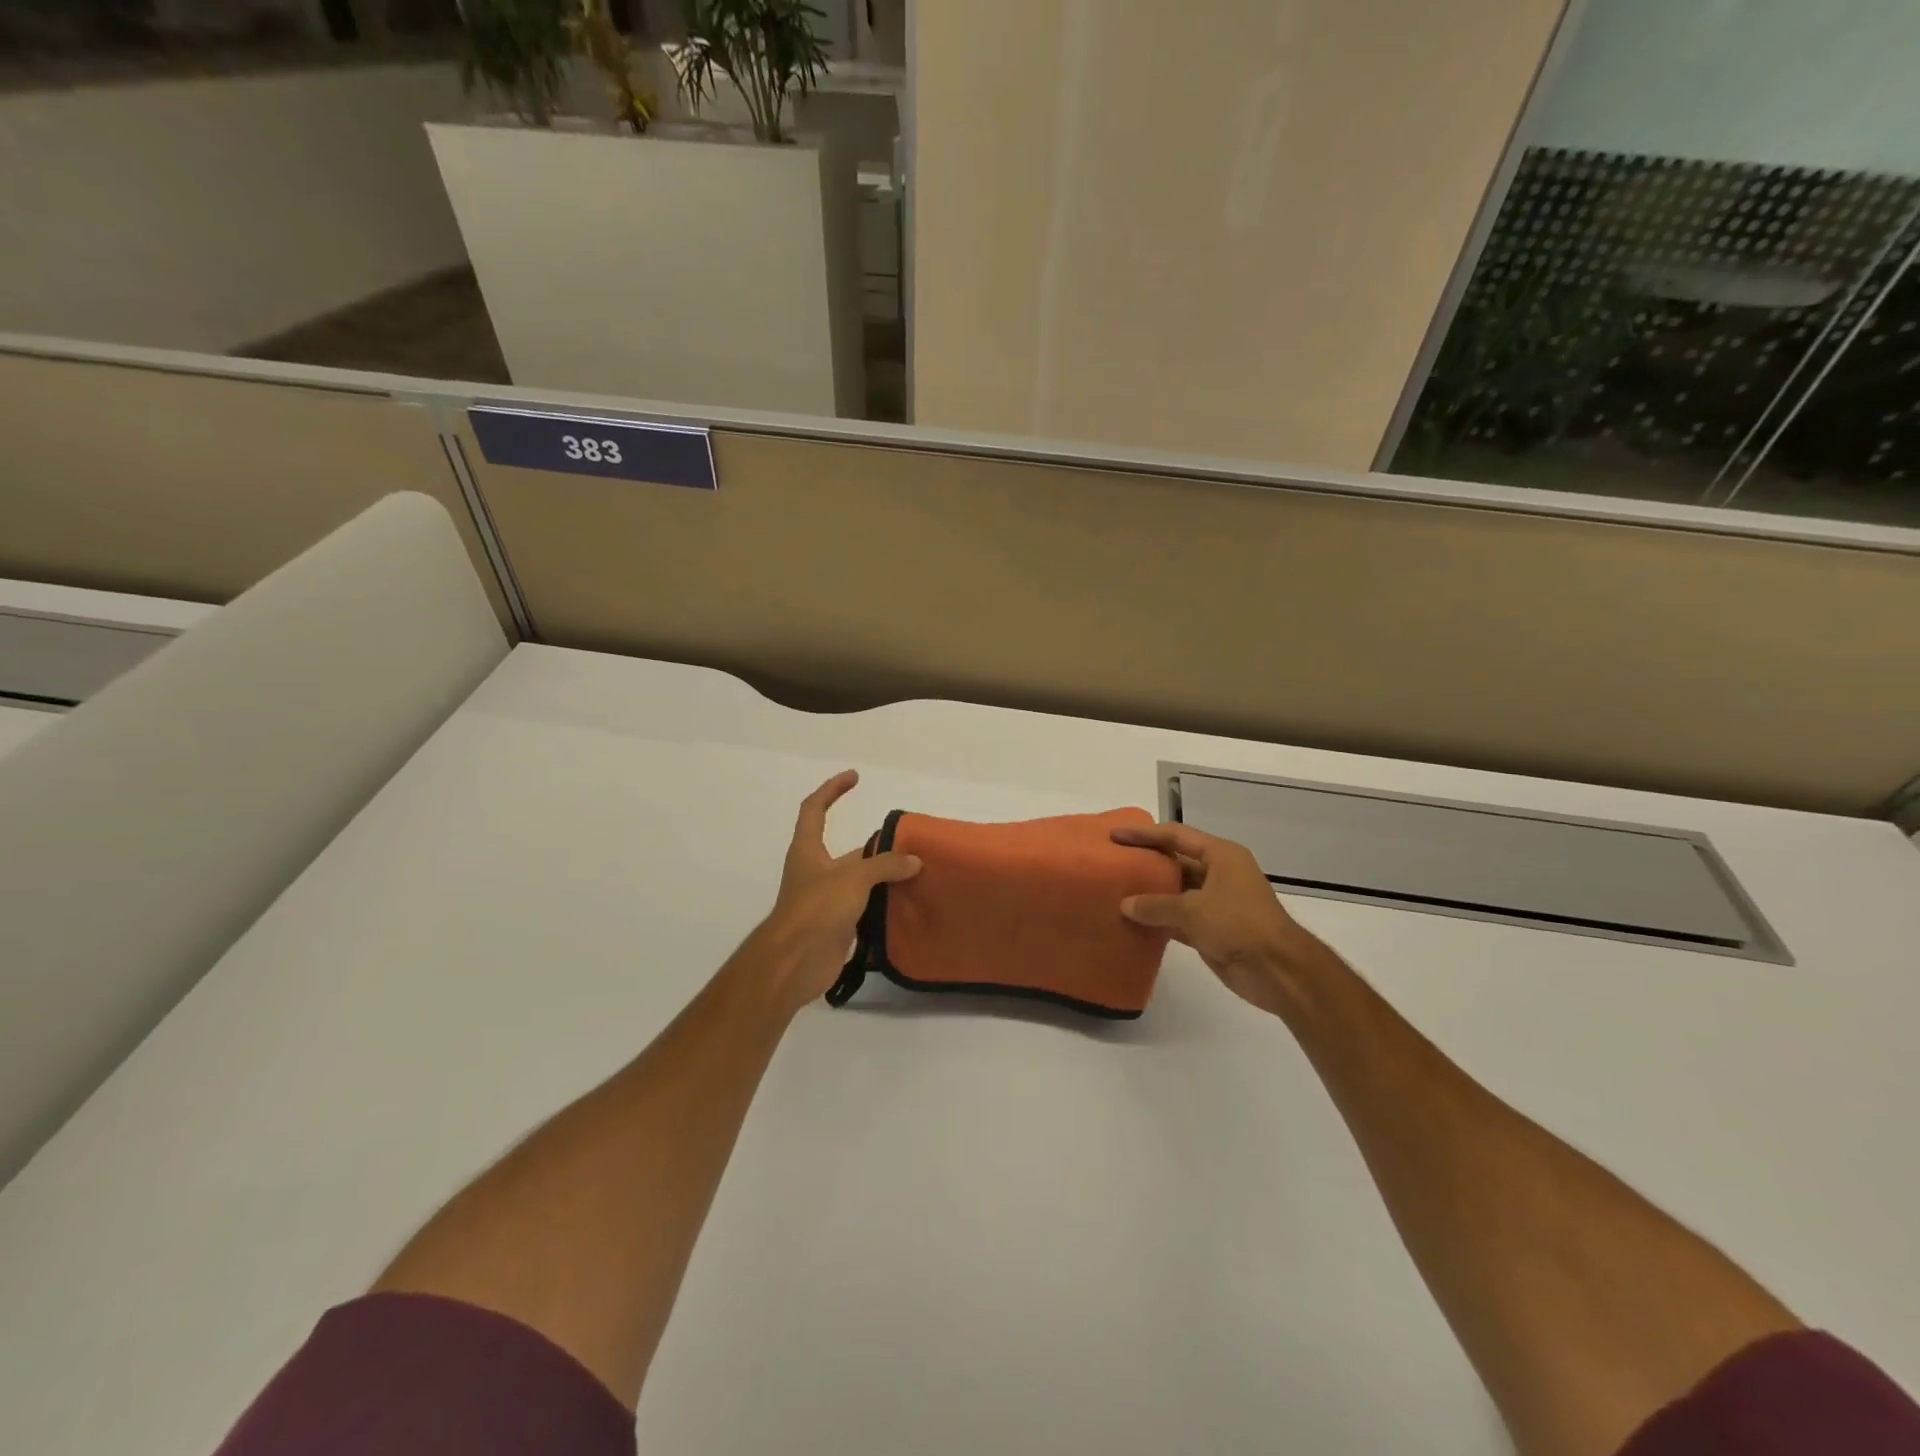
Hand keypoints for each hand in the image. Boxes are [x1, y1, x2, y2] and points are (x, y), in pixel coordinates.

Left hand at [746, 770, 920, 1015]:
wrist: (795, 963)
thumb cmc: (817, 909)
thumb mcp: (854, 878)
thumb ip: (885, 865)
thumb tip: (915, 861)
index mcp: (808, 849)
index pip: (814, 809)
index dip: (832, 790)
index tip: (854, 777)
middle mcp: (815, 871)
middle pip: (849, 850)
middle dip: (877, 846)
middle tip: (910, 844)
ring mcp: (826, 900)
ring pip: (860, 880)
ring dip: (884, 876)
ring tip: (917, 872)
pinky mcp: (837, 925)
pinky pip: (865, 907)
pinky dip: (884, 903)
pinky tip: (907, 902)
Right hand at [1112, 822, 1333, 1017]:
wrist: (1278, 971)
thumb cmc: (1239, 924)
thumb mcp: (1193, 910)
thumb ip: (1156, 905)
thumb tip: (1125, 905)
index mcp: (1221, 855)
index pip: (1175, 836)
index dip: (1144, 834)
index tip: (1115, 835)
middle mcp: (1219, 874)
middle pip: (1175, 862)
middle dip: (1146, 863)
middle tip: (1113, 863)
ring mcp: (1216, 902)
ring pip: (1176, 892)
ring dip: (1151, 894)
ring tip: (1116, 892)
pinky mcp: (1212, 930)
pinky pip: (1179, 919)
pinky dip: (1159, 920)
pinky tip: (1134, 922)